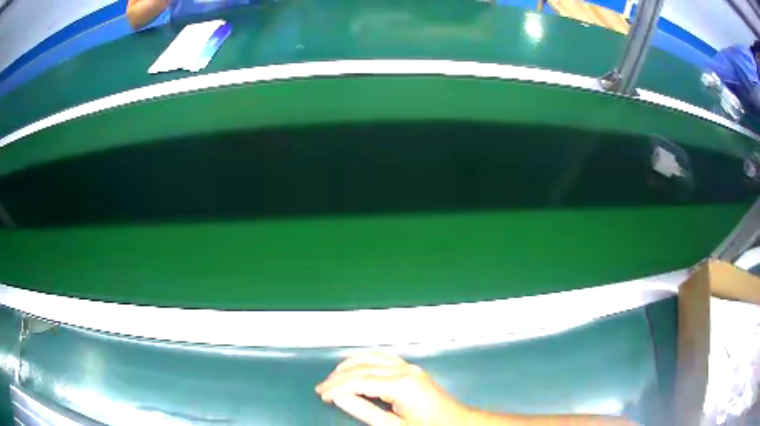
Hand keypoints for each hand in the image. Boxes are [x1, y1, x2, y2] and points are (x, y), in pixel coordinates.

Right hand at [315, 352, 470, 424]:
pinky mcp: (412, 369)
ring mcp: (410, 367)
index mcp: (402, 385)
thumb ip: (365, 411)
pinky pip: (384, 358)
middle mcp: (406, 370)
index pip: (359, 381)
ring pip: (371, 358)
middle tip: (322, 388)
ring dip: (349, 366)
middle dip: (338, 377)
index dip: (337, 387)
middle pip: (363, 368)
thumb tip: (341, 397)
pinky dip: (365, 360)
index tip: (323, 395)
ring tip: (332, 377)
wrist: (455, 423)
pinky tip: (355, 366)